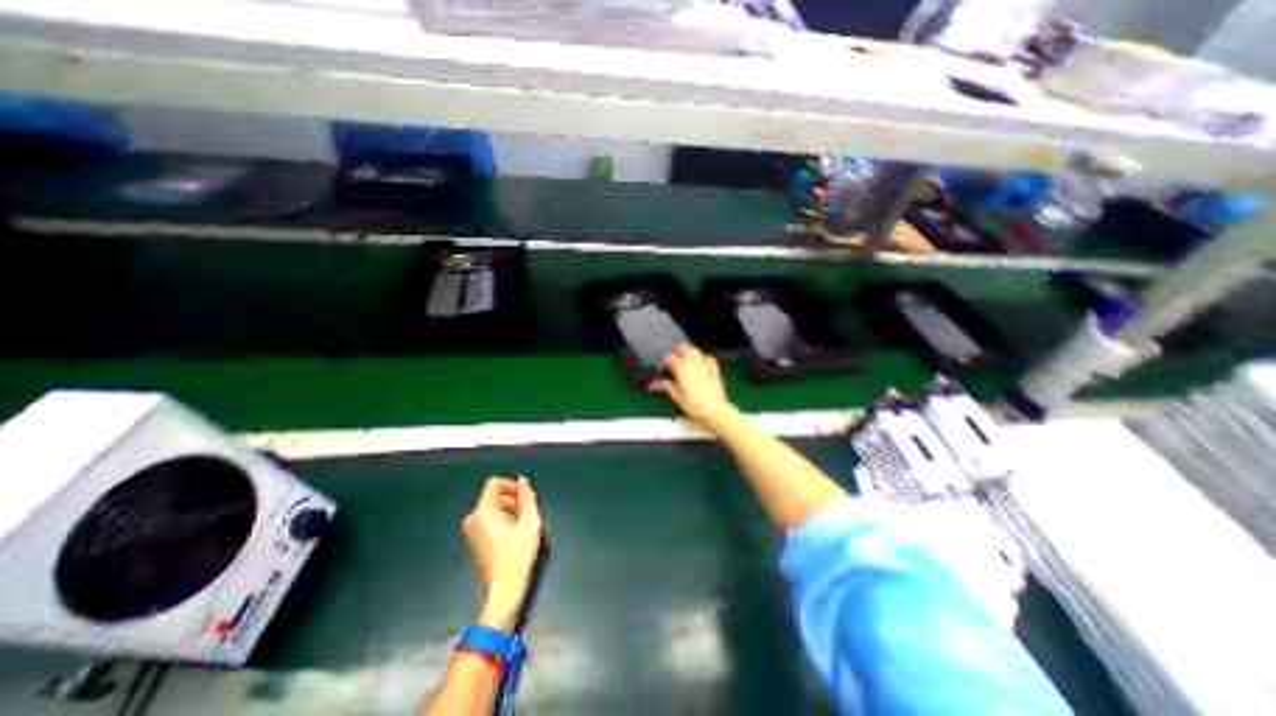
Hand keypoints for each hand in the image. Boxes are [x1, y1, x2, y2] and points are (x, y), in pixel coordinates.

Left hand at [463, 478, 539, 629]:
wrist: (503, 590)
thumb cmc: (518, 554)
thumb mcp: (530, 522)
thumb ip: (527, 497)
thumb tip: (522, 481)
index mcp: (483, 511)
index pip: (495, 483)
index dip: (512, 485)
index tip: (525, 498)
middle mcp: (473, 518)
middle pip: (495, 495)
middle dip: (512, 500)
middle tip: (527, 514)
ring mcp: (471, 530)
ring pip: (493, 507)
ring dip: (510, 511)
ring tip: (522, 526)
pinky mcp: (474, 540)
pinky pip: (489, 519)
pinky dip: (502, 521)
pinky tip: (514, 535)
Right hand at [649, 343, 739, 430]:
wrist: (715, 410)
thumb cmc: (693, 404)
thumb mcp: (676, 395)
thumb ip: (665, 386)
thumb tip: (652, 384)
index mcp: (681, 366)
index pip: (669, 357)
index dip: (663, 363)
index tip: (661, 370)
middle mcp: (693, 361)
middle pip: (681, 348)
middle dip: (675, 353)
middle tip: (671, 365)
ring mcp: (705, 363)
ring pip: (694, 350)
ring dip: (687, 353)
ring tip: (684, 363)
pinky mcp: (714, 368)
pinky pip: (707, 357)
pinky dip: (701, 358)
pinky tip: (700, 365)